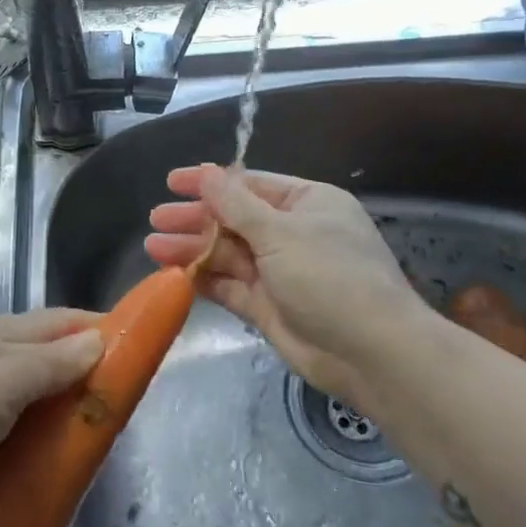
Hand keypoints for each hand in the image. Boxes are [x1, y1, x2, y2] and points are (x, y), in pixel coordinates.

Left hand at [0, 309, 103, 522]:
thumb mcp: (1, 378)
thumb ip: (51, 363)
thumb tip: (99, 339)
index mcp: (3, 337)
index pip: (65, 324)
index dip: (104, 332)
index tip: (142, 356)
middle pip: (51, 371)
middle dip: (86, 391)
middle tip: (124, 424)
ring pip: (31, 416)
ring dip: (58, 433)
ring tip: (96, 463)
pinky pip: (7, 454)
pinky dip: (29, 465)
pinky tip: (51, 490)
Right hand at [144, 164, 436, 405]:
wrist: (372, 354)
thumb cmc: (330, 276)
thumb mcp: (280, 232)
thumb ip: (236, 204)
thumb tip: (208, 172)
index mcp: (306, 203)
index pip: (250, 185)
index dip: (211, 182)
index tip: (172, 181)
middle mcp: (292, 233)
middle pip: (234, 219)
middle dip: (196, 218)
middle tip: (156, 219)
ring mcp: (280, 272)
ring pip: (228, 253)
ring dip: (193, 249)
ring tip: (153, 247)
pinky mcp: (268, 306)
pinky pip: (230, 285)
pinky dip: (204, 279)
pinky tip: (174, 274)